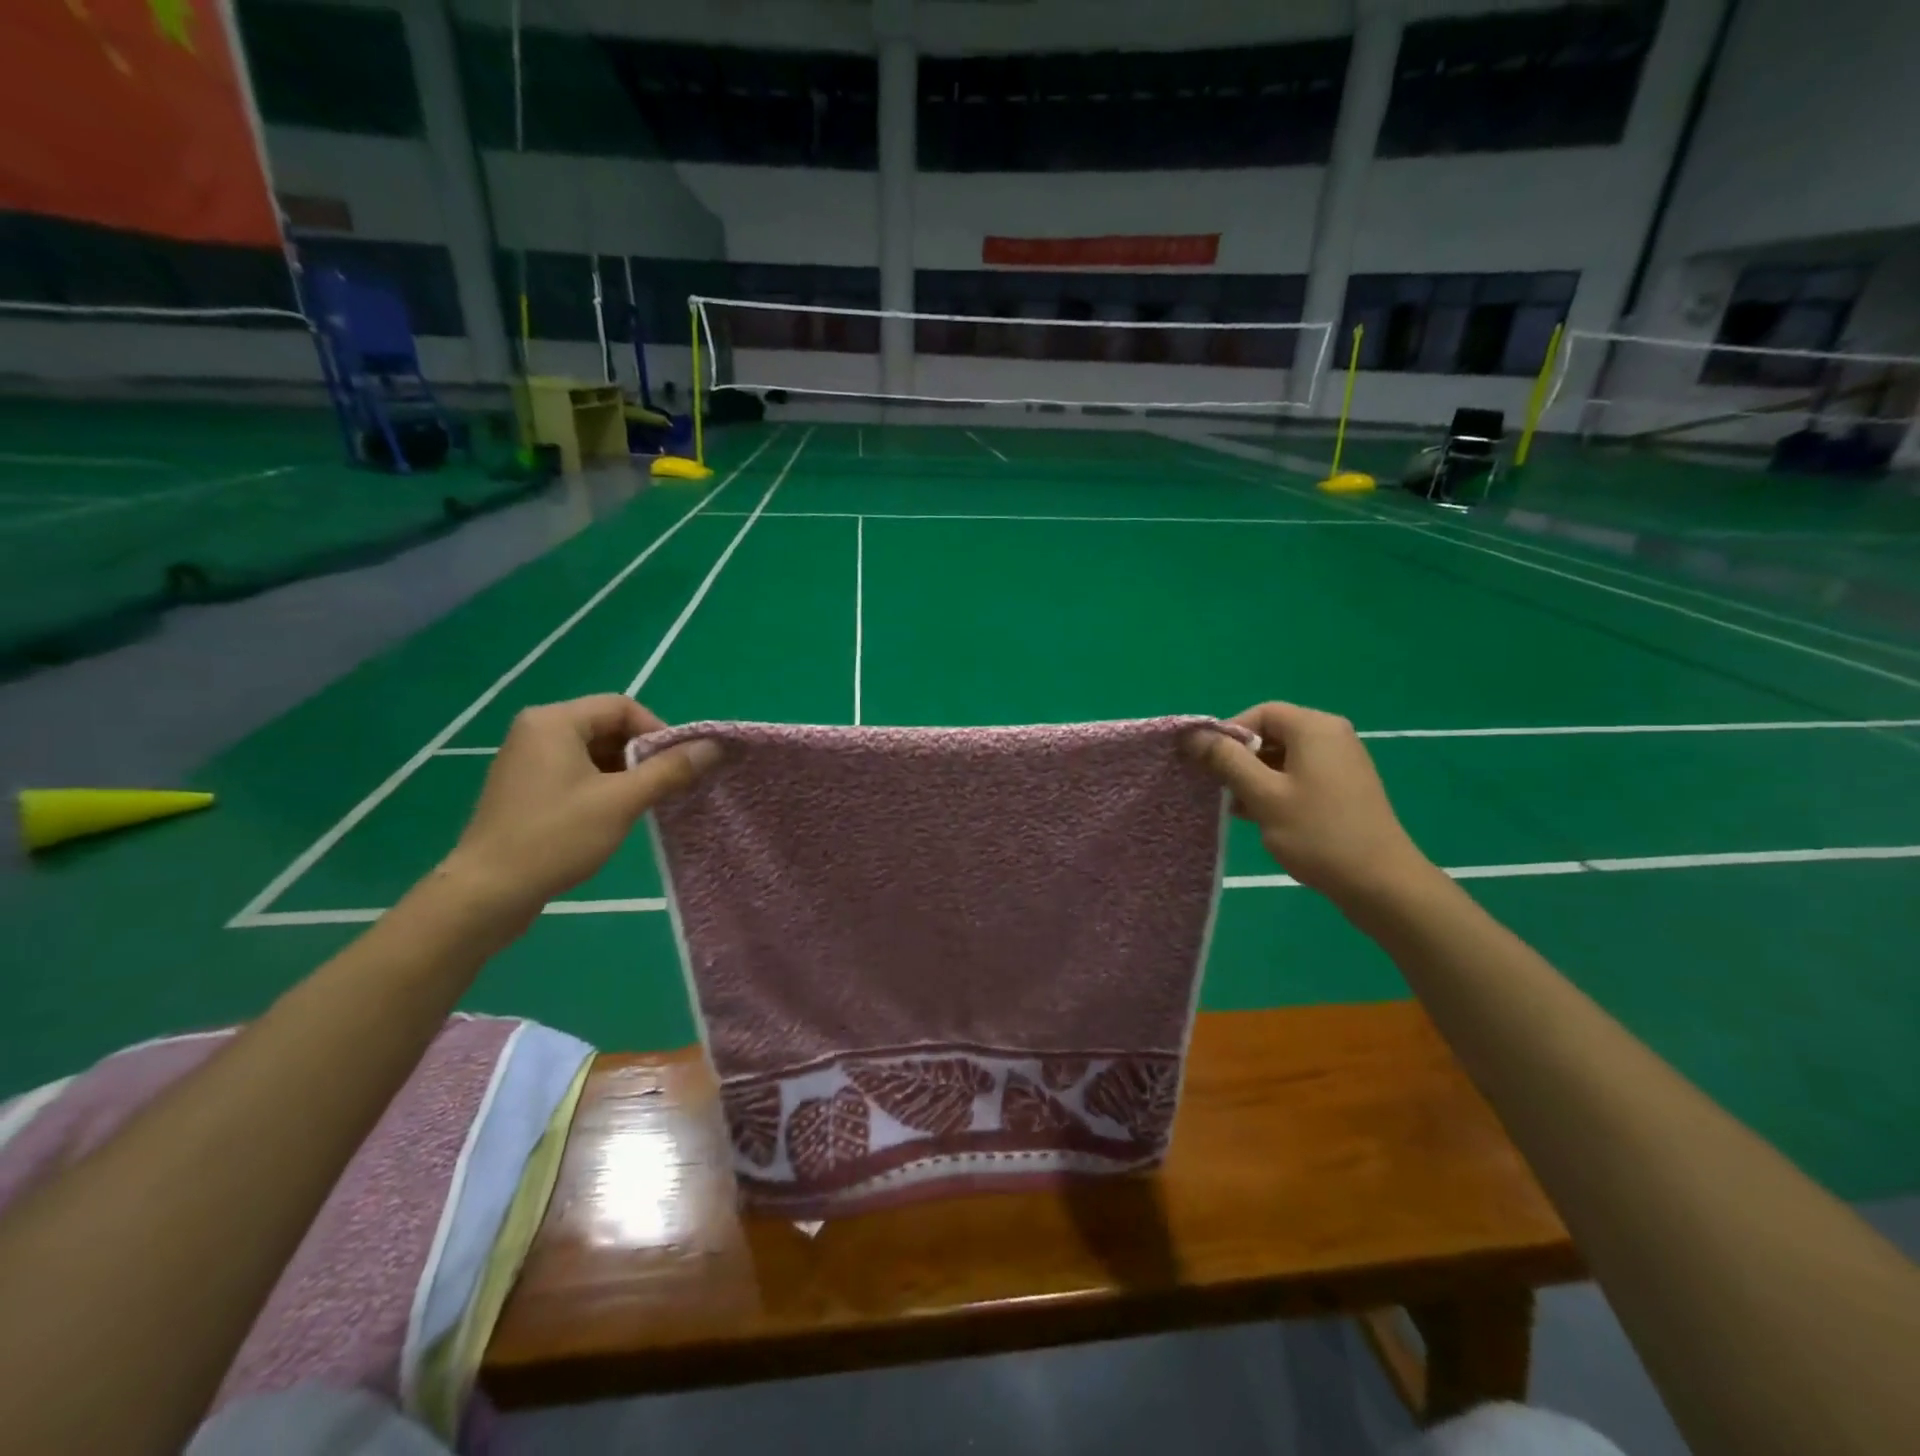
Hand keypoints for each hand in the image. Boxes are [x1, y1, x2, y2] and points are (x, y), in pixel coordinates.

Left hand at [444, 695, 718, 916]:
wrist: (487, 892)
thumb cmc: (556, 837)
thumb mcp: (622, 801)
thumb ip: (669, 770)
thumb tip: (713, 747)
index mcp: (555, 721)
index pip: (622, 707)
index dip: (657, 731)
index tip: (677, 765)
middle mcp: (536, 730)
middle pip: (607, 727)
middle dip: (642, 754)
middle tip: (664, 786)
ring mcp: (526, 759)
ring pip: (593, 752)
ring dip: (624, 772)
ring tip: (642, 803)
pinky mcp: (524, 787)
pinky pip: (575, 771)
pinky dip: (602, 785)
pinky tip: (613, 814)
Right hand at [1187, 701, 1432, 910]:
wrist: (1381, 883)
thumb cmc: (1318, 834)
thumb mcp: (1263, 795)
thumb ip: (1226, 760)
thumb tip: (1192, 734)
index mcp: (1315, 728)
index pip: (1260, 713)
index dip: (1228, 734)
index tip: (1208, 764)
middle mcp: (1331, 736)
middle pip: (1272, 733)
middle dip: (1240, 758)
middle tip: (1218, 788)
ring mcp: (1341, 763)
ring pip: (1283, 758)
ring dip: (1255, 777)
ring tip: (1236, 807)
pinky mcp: (1344, 788)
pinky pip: (1300, 776)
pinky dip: (1276, 789)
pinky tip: (1260, 817)